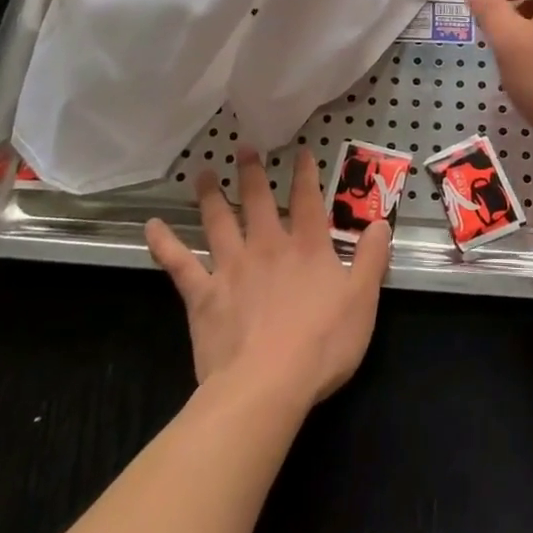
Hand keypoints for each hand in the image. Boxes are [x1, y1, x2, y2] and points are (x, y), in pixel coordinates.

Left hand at [145, 146, 389, 407]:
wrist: (267, 385)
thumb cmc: (322, 344)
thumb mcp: (363, 300)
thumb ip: (371, 258)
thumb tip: (380, 222)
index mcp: (307, 246)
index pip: (307, 200)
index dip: (305, 173)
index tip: (300, 151)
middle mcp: (267, 246)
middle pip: (258, 200)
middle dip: (253, 172)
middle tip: (244, 146)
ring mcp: (232, 267)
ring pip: (219, 221)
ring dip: (210, 195)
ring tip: (203, 173)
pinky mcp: (203, 295)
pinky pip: (180, 264)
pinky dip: (164, 244)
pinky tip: (151, 226)